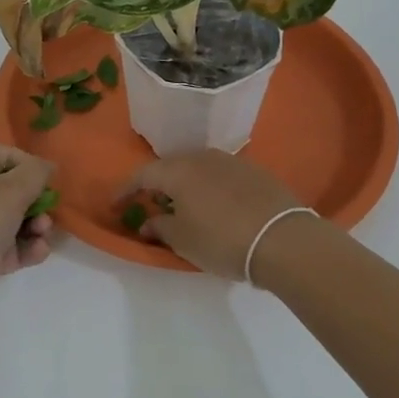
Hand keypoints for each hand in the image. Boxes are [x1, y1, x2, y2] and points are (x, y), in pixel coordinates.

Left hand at [0, 144, 55, 327]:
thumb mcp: (10, 191)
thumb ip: (35, 173)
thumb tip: (47, 166)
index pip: (4, 155)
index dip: (28, 164)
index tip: (47, 181)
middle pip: (12, 188)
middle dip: (36, 201)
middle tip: (46, 213)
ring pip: (14, 219)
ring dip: (35, 226)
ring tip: (42, 236)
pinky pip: (9, 246)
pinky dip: (25, 248)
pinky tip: (38, 253)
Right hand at [119, 150, 304, 280]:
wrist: (282, 239)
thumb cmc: (222, 240)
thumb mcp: (183, 240)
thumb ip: (159, 227)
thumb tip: (148, 222)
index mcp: (178, 171)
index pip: (143, 175)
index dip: (126, 190)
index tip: (116, 205)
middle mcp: (201, 157)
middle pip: (171, 166)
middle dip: (158, 184)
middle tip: (151, 204)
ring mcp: (231, 161)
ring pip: (197, 168)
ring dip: (186, 184)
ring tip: (184, 205)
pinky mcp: (254, 171)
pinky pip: (220, 175)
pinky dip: (210, 187)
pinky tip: (215, 205)